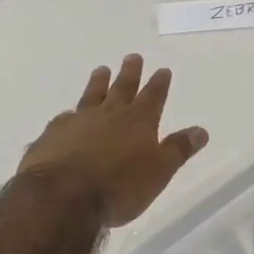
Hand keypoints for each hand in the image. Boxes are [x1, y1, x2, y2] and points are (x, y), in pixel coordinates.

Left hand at [19, 54, 208, 226]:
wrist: (62, 197)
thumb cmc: (119, 187)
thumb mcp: (159, 172)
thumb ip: (178, 150)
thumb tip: (201, 130)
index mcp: (138, 122)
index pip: (153, 96)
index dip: (159, 83)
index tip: (163, 69)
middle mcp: (109, 115)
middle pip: (122, 88)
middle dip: (130, 73)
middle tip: (132, 56)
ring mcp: (78, 122)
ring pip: (91, 96)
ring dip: (98, 83)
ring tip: (101, 70)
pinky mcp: (52, 135)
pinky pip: (64, 119)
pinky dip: (69, 115)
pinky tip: (67, 114)